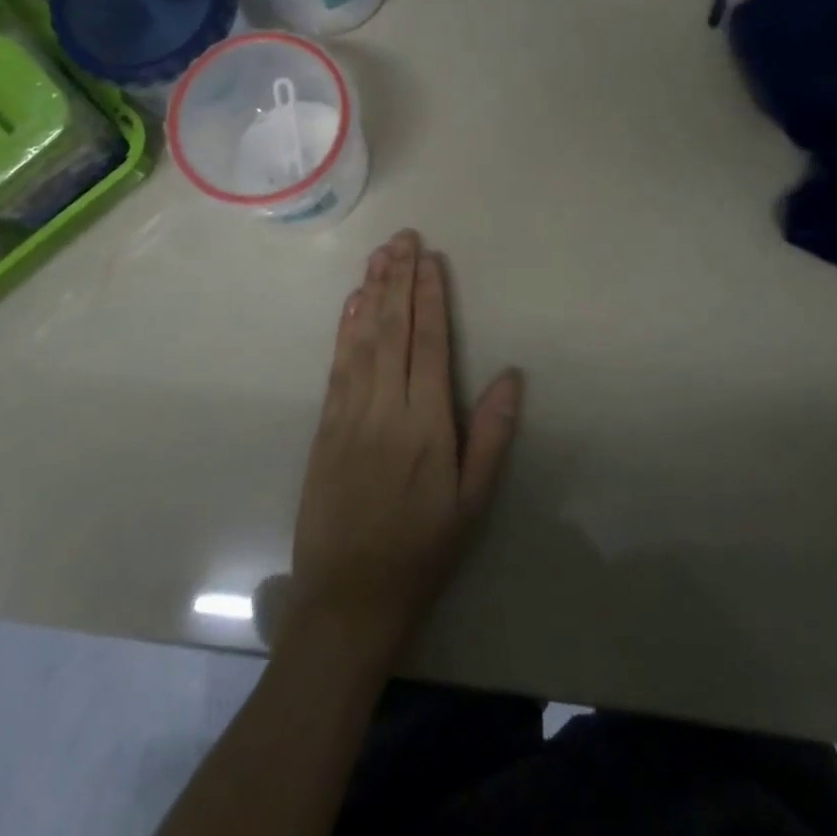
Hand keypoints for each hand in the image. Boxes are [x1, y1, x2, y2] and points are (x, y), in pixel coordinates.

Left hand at [288, 229, 522, 667]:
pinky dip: (345, 328)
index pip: (430, 343)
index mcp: (427, 424)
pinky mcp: (325, 426)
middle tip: (404, 237)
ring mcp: (350, 414)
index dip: (431, 297)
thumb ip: (492, 435)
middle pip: (393, 329)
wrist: (347, 599)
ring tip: (379, 254)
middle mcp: (386, 407)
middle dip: (399, 279)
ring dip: (371, 292)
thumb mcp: (472, 502)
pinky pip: (337, 365)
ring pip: (362, 338)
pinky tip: (351, 303)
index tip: (431, 258)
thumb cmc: (421, 551)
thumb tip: (511, 375)